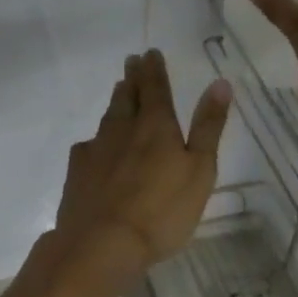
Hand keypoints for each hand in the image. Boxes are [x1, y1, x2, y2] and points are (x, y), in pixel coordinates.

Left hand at [54, 50, 231, 267]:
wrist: (101, 243)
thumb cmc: (162, 210)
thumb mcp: (200, 170)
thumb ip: (208, 127)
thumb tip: (220, 82)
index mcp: (156, 126)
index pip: (156, 88)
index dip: (155, 70)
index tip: (151, 52)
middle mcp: (123, 129)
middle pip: (127, 96)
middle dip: (133, 78)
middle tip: (132, 61)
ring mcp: (97, 149)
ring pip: (108, 117)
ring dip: (116, 101)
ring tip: (120, 91)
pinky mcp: (78, 172)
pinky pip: (89, 145)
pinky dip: (97, 138)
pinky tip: (96, 144)